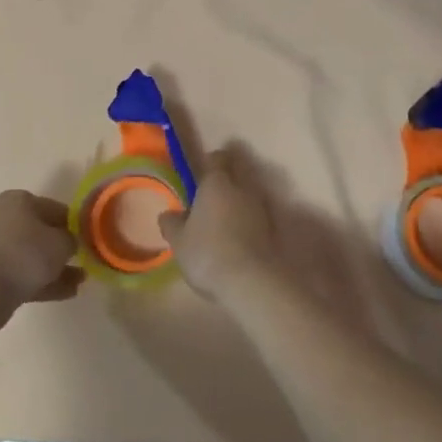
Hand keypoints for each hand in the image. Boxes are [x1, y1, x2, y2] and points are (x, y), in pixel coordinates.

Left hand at [0, 190, 81, 332]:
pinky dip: (48, 282)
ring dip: (60, 268)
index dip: (78, 224)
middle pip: (45, 232)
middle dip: (67, 247)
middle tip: (89, 260)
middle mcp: (8, 220)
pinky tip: (70, 292)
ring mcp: (1, 250)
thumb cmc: (21, 254)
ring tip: (83, 279)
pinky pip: (29, 277)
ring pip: (37, 256)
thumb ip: (72, 240)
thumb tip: (72, 242)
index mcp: (20, 201)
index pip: (58, 208)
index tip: (95, 240)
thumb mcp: (59, 243)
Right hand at [158, 147, 279, 306]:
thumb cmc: (207, 253)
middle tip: (210, 195)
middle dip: (226, 179)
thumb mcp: (178, 241)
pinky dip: (247, 221)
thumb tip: (169, 215)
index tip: (201, 173)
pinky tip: (235, 237)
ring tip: (222, 220)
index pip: (217, 158)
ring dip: (237, 202)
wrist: (251, 283)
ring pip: (248, 195)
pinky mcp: (272, 231)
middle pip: (237, 173)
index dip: (210, 162)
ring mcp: (261, 209)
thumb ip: (172, 223)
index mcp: (217, 183)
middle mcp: (242, 189)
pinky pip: (256, 216)